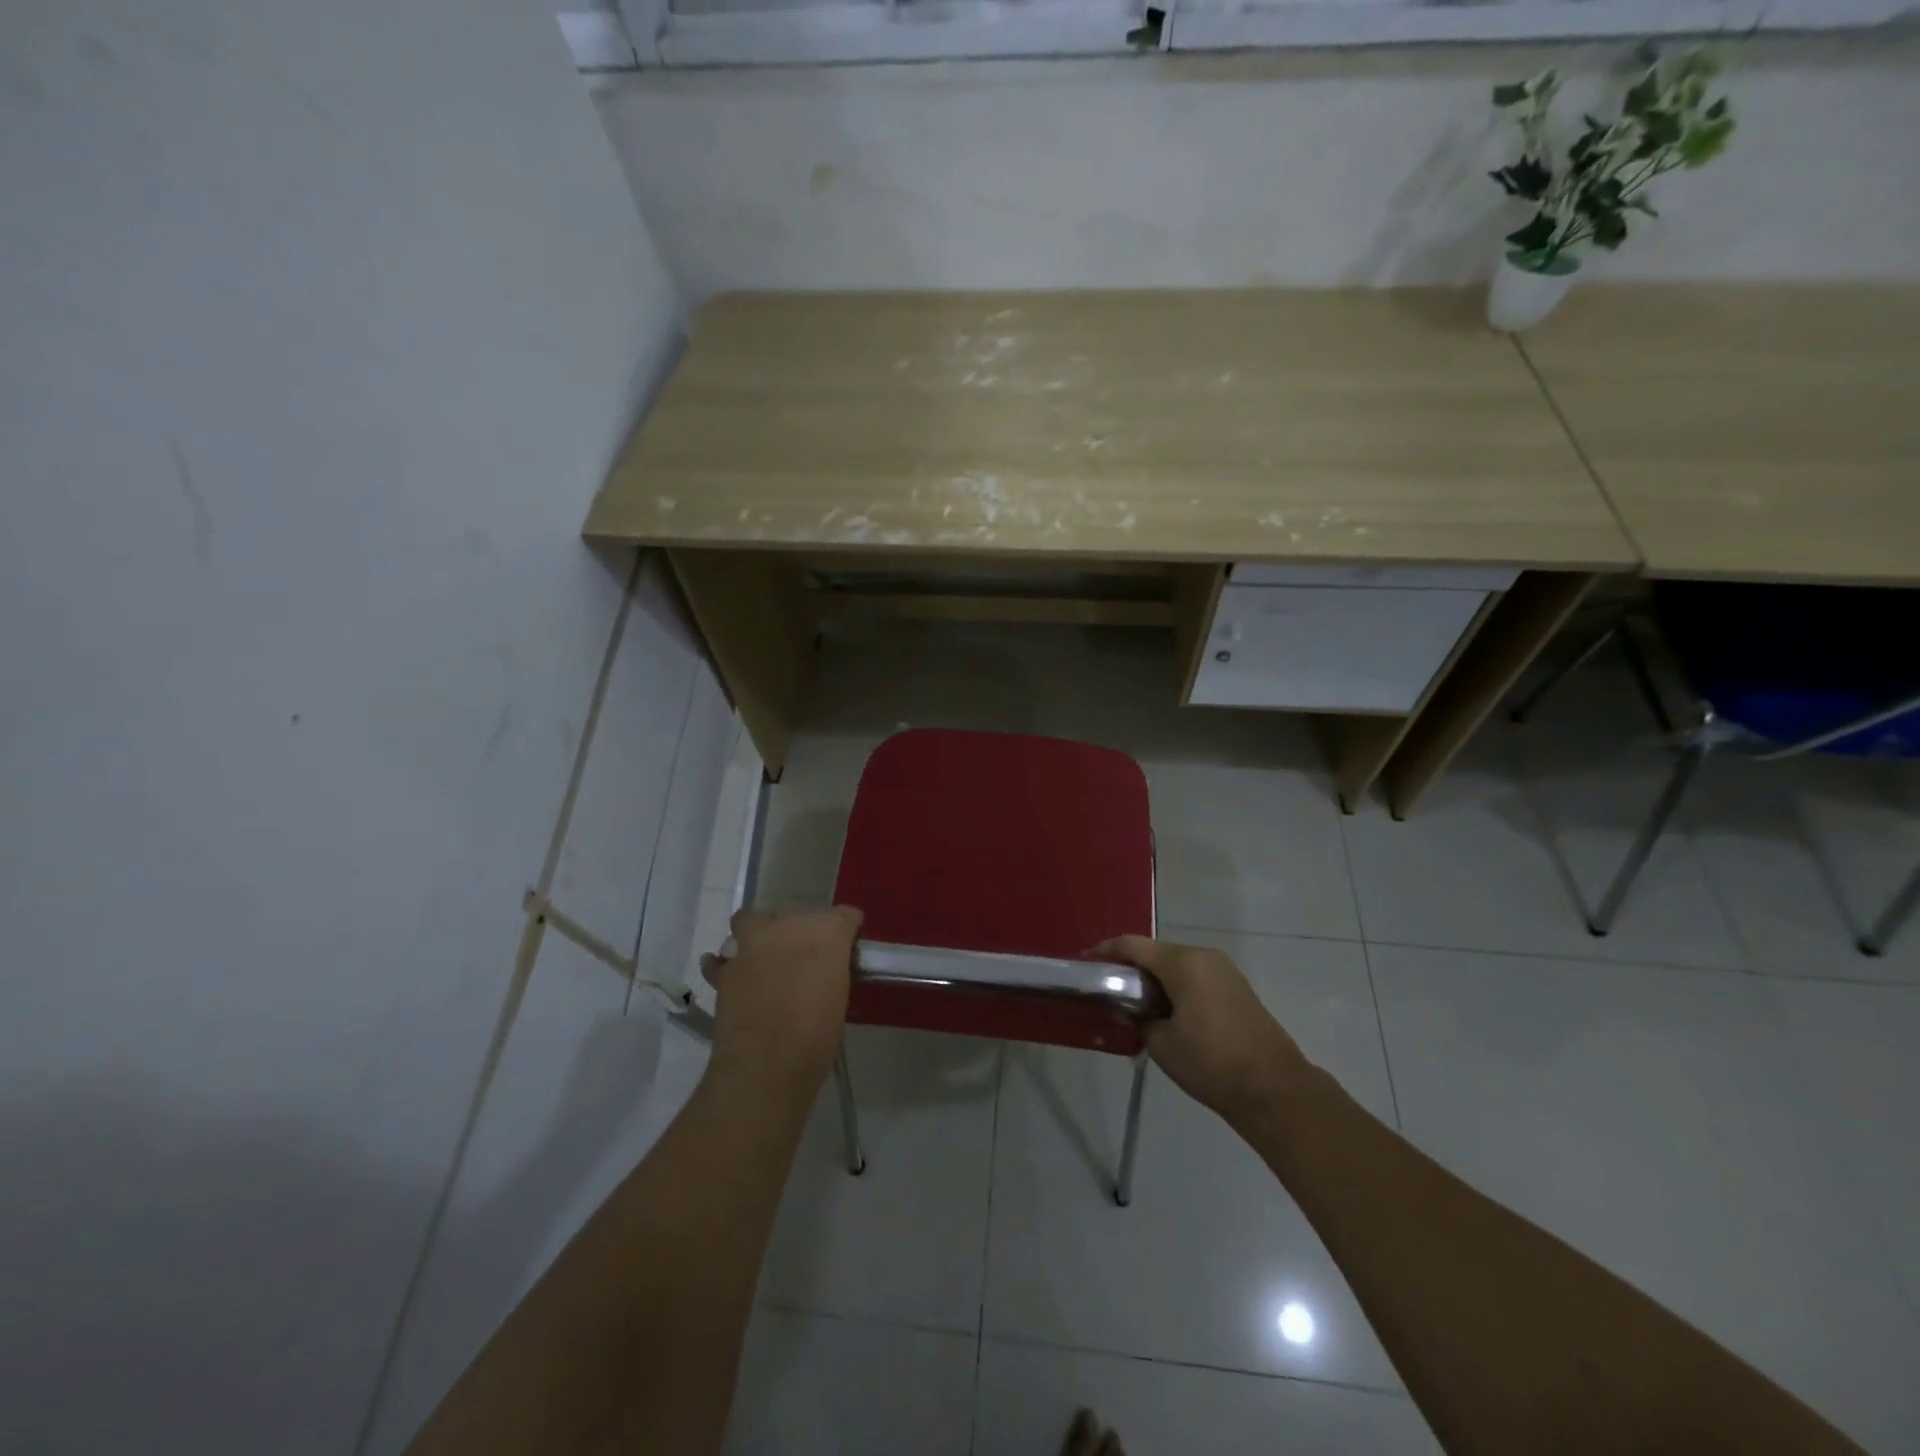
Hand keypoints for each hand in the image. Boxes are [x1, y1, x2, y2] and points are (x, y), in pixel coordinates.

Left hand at [701, 907, 862, 1101]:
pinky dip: (724, 963)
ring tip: (763, 961)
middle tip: (803, 962)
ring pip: (751, 922)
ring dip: (757, 936)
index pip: (845, 916)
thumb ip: (832, 972)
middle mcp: (790, 926)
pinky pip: (722, 958)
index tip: (845, 950)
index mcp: (828, 933)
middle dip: (800, 934)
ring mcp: (753, 943)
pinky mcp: (725, 968)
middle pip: (796, 917)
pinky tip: (731, 973)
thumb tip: (824, 972)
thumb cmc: (818, 1034)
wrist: (769, 1062)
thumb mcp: (838, 997)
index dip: (846, 932)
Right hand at [1088, 936, 1310, 1129]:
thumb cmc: (1211, 1062)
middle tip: (1107, 986)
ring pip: (1177, 964)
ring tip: (1133, 1001)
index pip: (1132, 945)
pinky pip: (1196, 977)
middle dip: (1130, 966)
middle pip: (1156, 952)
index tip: (1083, 961)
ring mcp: (1225, 971)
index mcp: (1183, 963)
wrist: (1274, 1090)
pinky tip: (1165, 1010)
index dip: (1104, 951)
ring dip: (1154, 978)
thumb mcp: (1162, 1043)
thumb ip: (1138, 1018)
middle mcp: (1204, 956)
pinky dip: (1176, 986)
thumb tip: (1131, 1009)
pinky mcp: (1237, 988)